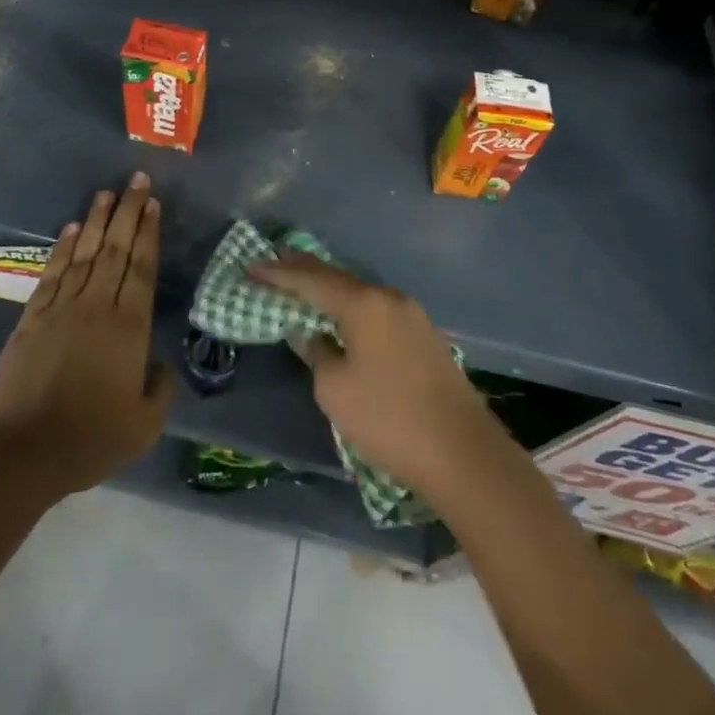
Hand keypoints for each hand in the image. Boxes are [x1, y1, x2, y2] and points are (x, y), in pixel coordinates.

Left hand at [0, 173, 172, 498]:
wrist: (23, 451)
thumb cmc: (90, 439)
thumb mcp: (144, 426)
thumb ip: (160, 390)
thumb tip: (162, 365)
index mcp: (129, 327)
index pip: (142, 267)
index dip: (148, 233)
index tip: (154, 204)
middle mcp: (97, 305)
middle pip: (116, 249)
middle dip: (129, 212)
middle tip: (138, 180)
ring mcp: (62, 307)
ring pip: (84, 252)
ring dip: (97, 220)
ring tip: (106, 192)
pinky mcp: (33, 316)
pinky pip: (52, 272)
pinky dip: (62, 247)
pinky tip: (70, 228)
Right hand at [247, 252, 502, 496]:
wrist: (463, 452)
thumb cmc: (389, 419)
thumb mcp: (336, 390)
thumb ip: (317, 353)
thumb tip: (313, 334)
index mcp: (363, 304)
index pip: (310, 280)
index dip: (278, 274)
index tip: (250, 267)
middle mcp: (388, 297)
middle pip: (337, 277)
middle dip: (303, 270)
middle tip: (274, 262)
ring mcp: (411, 314)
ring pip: (359, 292)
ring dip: (329, 288)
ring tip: (303, 283)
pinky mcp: (424, 335)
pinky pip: (376, 308)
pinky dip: (351, 305)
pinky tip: (342, 313)